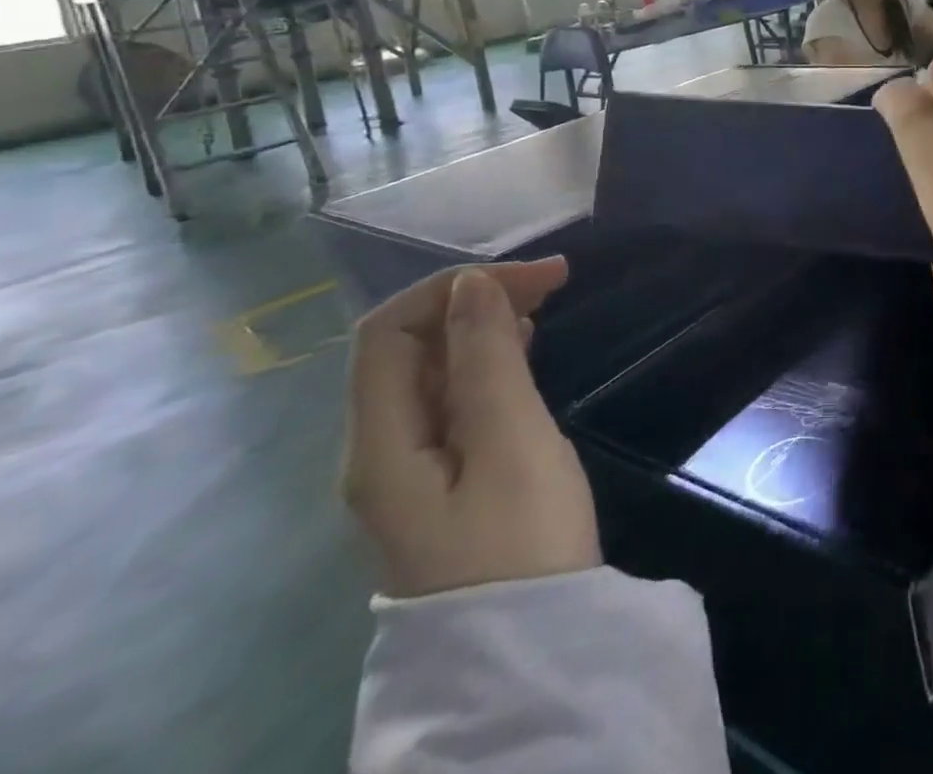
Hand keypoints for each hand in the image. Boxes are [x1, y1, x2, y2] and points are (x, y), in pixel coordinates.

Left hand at [342, 258, 601, 598]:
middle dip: (473, 300)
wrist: (530, 654)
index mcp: (381, 443)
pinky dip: (487, 363)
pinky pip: (452, 400)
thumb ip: (485, 360)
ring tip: (541, 307)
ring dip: (481, 328)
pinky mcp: (444, 482)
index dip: (456, 288)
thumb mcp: (510, 441)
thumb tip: (471, 285)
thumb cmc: (522, 540)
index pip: (389, 332)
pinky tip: (522, 355)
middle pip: (408, 349)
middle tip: (551, 283)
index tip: (534, 278)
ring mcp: (411, 470)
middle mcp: (381, 451)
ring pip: (432, 373)